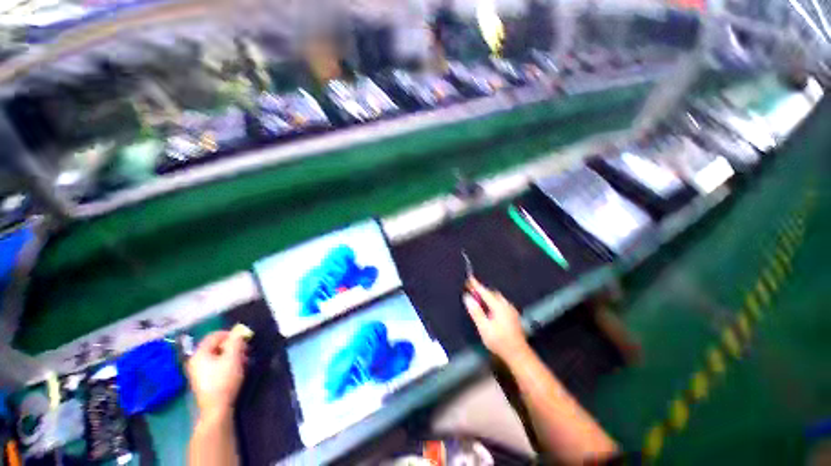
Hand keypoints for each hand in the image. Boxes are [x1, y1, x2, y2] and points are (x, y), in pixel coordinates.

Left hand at [187, 331, 247, 419]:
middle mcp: (195, 361)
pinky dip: (227, 363)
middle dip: (232, 345)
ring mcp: (198, 372)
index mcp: (199, 353)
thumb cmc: (224, 379)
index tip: (244, 338)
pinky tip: (237, 369)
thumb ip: (236, 341)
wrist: (216, 408)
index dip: (230, 334)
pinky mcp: (203, 380)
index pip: (214, 335)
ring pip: (217, 356)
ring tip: (244, 360)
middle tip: (246, 350)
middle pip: (215, 346)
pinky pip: (215, 365)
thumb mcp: (233, 357)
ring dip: (232, 355)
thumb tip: (238, 332)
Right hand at [463, 277, 529, 360]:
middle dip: (482, 290)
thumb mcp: (484, 328)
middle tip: (472, 289)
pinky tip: (490, 307)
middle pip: (493, 293)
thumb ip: (476, 311)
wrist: (519, 355)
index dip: (476, 285)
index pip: (485, 292)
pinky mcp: (513, 316)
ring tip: (479, 298)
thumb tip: (467, 297)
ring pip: (498, 298)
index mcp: (499, 306)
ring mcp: (511, 310)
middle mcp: (506, 305)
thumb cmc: (499, 342)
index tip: (469, 277)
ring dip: (488, 296)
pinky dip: (493, 301)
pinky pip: (501, 303)